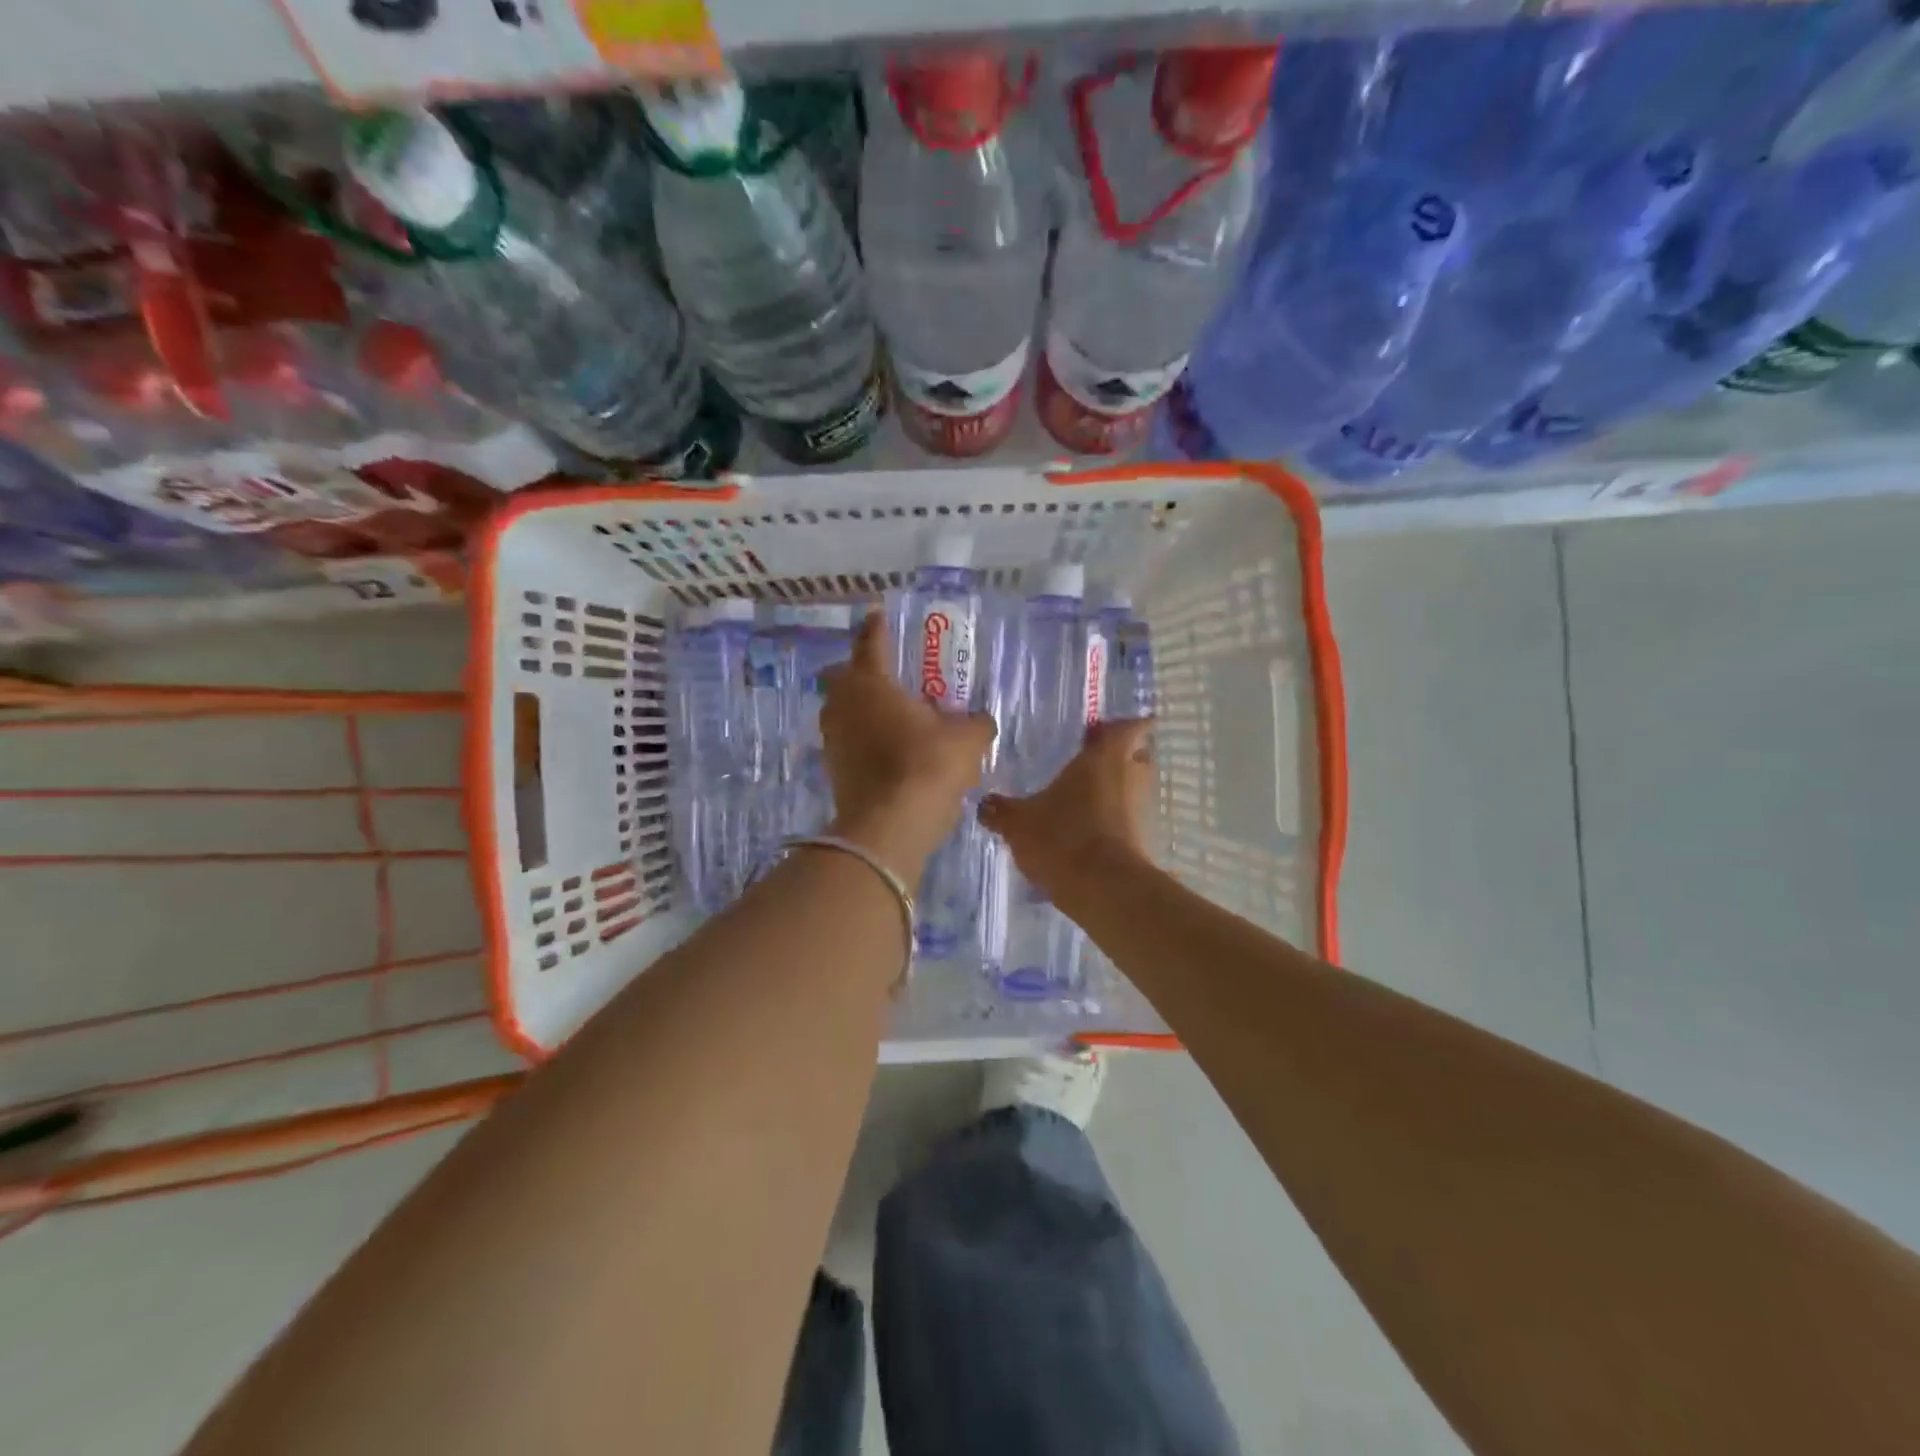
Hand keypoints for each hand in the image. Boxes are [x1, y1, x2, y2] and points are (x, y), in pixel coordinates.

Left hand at [820, 612, 997, 883]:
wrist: (889, 828)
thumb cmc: (927, 768)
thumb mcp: (967, 740)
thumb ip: (977, 722)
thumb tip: (981, 719)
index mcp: (872, 684)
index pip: (870, 643)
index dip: (876, 627)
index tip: (877, 615)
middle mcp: (844, 705)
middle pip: (841, 676)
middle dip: (858, 669)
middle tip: (883, 672)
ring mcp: (833, 739)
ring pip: (840, 711)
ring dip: (859, 707)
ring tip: (888, 713)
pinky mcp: (833, 770)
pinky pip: (846, 741)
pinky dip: (861, 738)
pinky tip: (885, 748)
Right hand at [980, 718, 1153, 901]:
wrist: (1104, 889)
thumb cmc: (1063, 837)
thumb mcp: (1018, 822)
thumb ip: (1001, 810)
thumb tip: (984, 804)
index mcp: (1105, 756)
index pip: (1130, 726)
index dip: (1121, 724)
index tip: (1103, 729)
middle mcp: (1131, 775)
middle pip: (1136, 755)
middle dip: (1117, 756)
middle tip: (1088, 760)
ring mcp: (1141, 808)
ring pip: (1132, 788)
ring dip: (1114, 789)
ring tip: (1081, 796)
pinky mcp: (1142, 839)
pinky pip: (1127, 818)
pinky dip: (1112, 818)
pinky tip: (1084, 828)